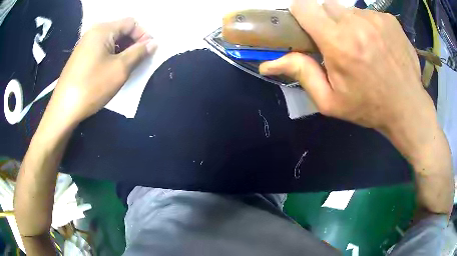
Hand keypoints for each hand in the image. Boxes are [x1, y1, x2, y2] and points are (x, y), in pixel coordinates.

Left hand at [45, 17, 156, 127]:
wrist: (64, 109)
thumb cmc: (92, 87)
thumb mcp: (120, 69)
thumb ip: (139, 53)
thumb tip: (153, 43)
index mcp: (103, 30)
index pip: (131, 23)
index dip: (143, 35)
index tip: (149, 52)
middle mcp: (93, 32)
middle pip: (121, 30)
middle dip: (133, 43)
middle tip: (139, 61)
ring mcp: (85, 44)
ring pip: (111, 41)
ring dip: (123, 50)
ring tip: (127, 67)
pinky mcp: (81, 56)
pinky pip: (101, 49)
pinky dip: (111, 56)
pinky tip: (112, 70)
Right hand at [260, 0, 435, 148]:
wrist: (407, 107)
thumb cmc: (368, 106)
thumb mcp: (330, 100)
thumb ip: (301, 74)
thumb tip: (267, 63)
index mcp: (338, 42)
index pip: (304, 7)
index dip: (301, 14)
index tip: (306, 26)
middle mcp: (355, 23)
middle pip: (326, 6)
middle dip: (327, 21)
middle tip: (338, 42)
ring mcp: (375, 19)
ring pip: (348, 9)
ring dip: (348, 23)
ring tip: (361, 45)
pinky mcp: (389, 19)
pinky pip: (368, 14)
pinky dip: (367, 25)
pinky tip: (377, 44)